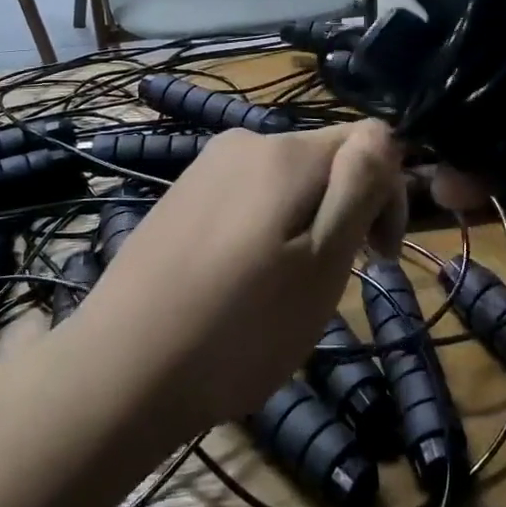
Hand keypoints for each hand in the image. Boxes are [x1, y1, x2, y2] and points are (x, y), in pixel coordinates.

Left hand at [74, 120, 406, 436]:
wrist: (119, 371)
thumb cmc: (240, 327)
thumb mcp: (322, 263)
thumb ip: (359, 188)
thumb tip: (385, 136)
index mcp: (286, 152)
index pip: (369, 142)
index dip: (386, 197)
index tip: (374, 258)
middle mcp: (245, 141)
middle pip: (324, 162)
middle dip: (341, 213)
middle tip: (322, 284)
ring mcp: (206, 167)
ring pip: (285, 183)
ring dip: (302, 225)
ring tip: (278, 290)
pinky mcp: (181, 196)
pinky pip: (246, 198)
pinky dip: (262, 230)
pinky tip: (238, 282)